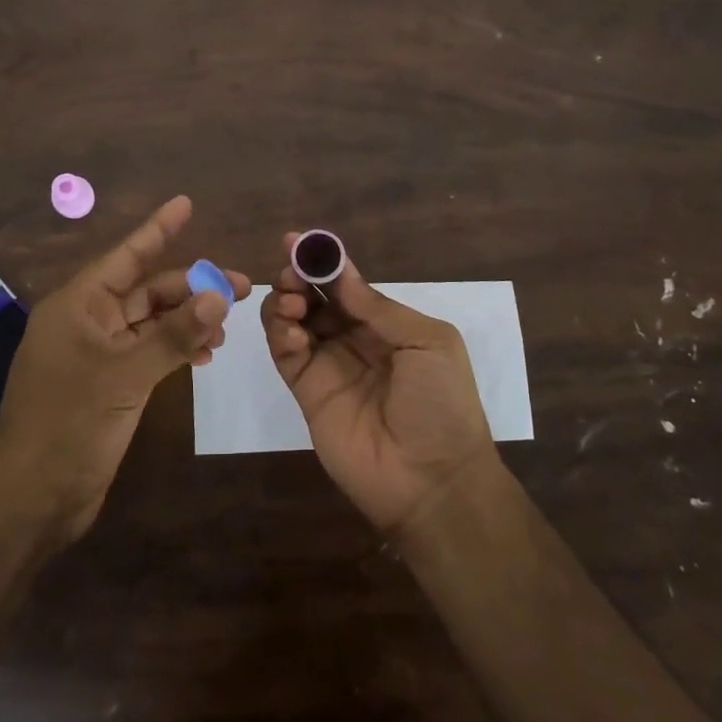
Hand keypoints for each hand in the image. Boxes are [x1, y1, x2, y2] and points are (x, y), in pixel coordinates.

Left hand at [0, 196, 249, 545]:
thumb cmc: (69, 424)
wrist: (32, 499)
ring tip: (227, 329)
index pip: (125, 255)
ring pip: (151, 322)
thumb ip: (174, 334)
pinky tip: (204, 356)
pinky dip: (176, 349)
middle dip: (191, 286)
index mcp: (78, 305)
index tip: (186, 203)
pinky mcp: (108, 384)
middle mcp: (87, 321)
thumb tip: (219, 293)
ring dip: (188, 320)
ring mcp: (97, 354)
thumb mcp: (125, 375)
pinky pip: (149, 352)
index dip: (158, 229)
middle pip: (146, 290)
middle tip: (242, 288)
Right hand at [260, 232, 498, 538]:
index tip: (298, 241)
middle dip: (299, 278)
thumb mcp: (427, 343)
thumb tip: (339, 272)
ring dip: (286, 303)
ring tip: (292, 305)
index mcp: (387, 324)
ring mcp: (328, 365)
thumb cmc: (441, 403)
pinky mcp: (307, 392)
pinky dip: (280, 335)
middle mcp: (354, 340)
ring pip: (294, 321)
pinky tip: (292, 333)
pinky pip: (285, 355)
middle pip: (315, 298)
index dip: (323, 262)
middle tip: (290, 274)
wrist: (432, 480)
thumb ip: (378, 307)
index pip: (347, 285)